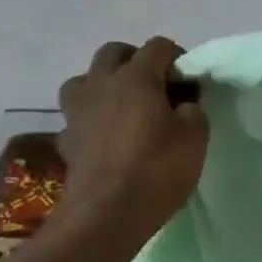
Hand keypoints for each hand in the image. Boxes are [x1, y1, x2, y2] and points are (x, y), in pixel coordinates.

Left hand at [57, 37, 208, 239]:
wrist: (106, 215)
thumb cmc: (157, 169)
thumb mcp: (195, 137)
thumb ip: (192, 109)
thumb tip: (182, 104)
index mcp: (135, 77)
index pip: (158, 46)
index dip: (177, 58)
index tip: (188, 83)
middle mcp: (101, 84)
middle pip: (114, 53)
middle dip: (135, 62)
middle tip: (154, 88)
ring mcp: (77, 112)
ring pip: (84, 81)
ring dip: (103, 86)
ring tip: (122, 108)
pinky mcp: (65, 141)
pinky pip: (76, 119)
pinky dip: (89, 123)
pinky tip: (103, 141)